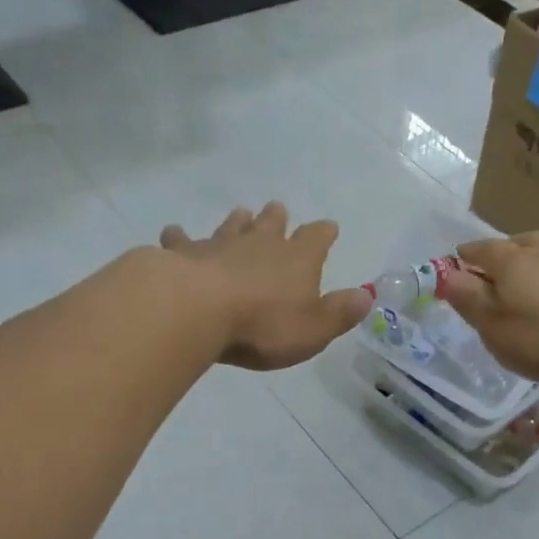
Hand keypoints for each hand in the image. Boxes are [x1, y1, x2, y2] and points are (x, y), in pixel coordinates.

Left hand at [160, 203, 371, 370]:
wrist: (197, 311)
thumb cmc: (263, 325)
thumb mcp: (314, 329)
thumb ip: (340, 313)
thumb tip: (366, 297)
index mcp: (297, 259)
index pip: (316, 238)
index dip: (324, 234)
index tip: (329, 228)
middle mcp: (260, 244)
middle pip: (272, 224)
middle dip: (277, 219)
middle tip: (277, 209)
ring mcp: (220, 245)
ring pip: (232, 226)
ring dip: (238, 221)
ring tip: (240, 214)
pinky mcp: (184, 254)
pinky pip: (182, 241)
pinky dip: (180, 237)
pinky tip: (173, 233)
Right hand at [441, 231, 538, 384]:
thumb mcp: (497, 330)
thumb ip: (471, 301)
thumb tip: (447, 275)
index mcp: (512, 263)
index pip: (482, 250)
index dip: (467, 255)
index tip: (459, 259)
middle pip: (520, 241)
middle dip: (505, 250)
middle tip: (498, 263)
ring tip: (538, 269)